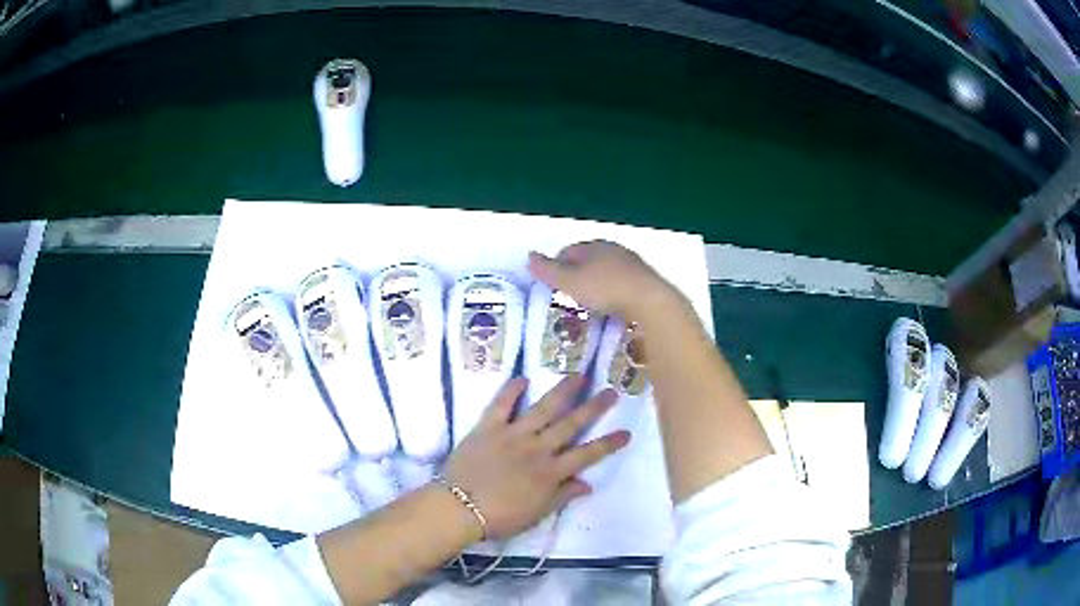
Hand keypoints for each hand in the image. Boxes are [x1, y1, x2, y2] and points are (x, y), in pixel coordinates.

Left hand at [440, 376, 630, 539]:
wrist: (459, 508)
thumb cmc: (500, 517)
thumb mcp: (537, 513)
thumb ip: (562, 496)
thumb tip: (587, 484)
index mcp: (550, 472)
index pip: (587, 454)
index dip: (608, 443)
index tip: (626, 431)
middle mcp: (537, 448)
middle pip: (570, 424)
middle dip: (593, 407)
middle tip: (610, 390)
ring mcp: (513, 434)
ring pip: (543, 408)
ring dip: (562, 391)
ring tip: (578, 375)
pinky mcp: (488, 427)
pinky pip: (501, 404)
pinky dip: (511, 390)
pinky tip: (522, 377)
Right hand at [527, 240, 682, 321]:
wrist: (650, 301)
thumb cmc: (606, 289)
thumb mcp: (570, 282)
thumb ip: (548, 271)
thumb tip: (528, 256)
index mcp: (593, 245)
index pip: (568, 251)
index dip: (556, 267)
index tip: (552, 286)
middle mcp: (613, 249)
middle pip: (588, 260)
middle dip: (577, 275)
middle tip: (569, 297)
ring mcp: (632, 264)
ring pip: (606, 272)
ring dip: (596, 285)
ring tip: (589, 305)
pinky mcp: (645, 281)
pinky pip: (622, 284)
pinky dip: (613, 293)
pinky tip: (611, 308)